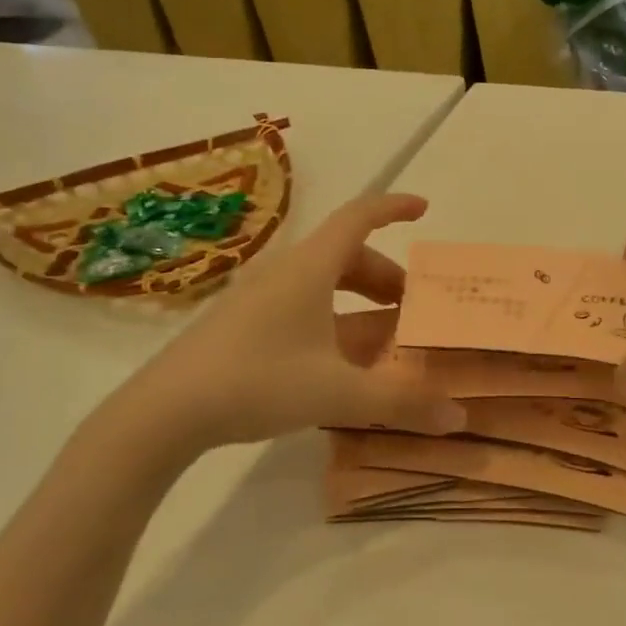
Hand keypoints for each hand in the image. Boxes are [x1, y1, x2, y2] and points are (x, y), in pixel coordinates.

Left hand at [86, 194, 464, 461]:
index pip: (358, 218)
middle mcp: (284, 272)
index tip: (424, 209)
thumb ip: (401, 403)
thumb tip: (459, 417)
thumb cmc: (258, 383)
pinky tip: (337, 357)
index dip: (393, 208)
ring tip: (381, 332)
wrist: (165, 411)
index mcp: (310, 269)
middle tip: (411, 306)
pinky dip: (331, 316)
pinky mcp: (241, 321)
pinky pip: (300, 302)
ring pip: (321, 280)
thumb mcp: (338, 394)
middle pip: (344, 254)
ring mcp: (259, 296)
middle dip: (384, 274)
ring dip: (357, 296)